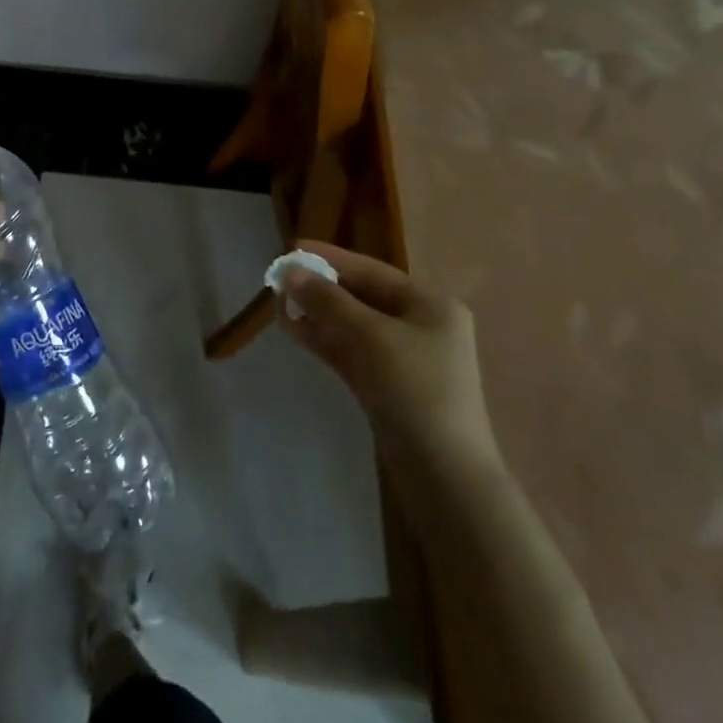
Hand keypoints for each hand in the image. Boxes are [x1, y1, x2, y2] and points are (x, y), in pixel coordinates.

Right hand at [282, 241, 500, 477]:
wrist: (443, 474)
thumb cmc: (413, 390)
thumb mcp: (369, 336)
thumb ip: (328, 300)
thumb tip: (290, 271)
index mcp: (430, 305)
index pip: (372, 271)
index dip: (330, 258)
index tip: (292, 248)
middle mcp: (421, 326)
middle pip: (362, 297)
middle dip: (321, 288)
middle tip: (280, 279)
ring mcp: (406, 359)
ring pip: (354, 326)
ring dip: (318, 315)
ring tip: (279, 304)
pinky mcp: (390, 386)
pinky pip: (353, 352)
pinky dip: (326, 340)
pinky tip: (295, 331)